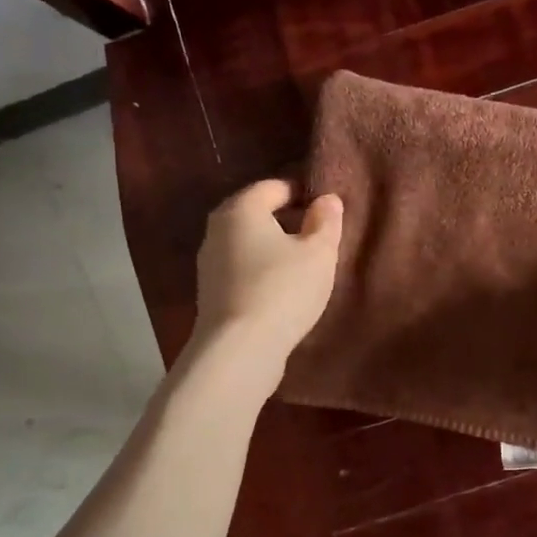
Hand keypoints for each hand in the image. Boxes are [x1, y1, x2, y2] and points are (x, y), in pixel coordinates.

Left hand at [193, 180, 341, 378]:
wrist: (240, 350)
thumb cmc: (283, 289)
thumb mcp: (318, 253)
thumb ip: (326, 222)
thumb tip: (327, 199)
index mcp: (242, 209)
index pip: (274, 186)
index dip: (303, 193)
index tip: (327, 210)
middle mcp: (217, 229)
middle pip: (257, 213)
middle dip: (287, 220)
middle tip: (318, 236)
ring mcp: (209, 263)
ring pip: (248, 243)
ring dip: (273, 248)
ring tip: (304, 265)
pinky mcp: (210, 293)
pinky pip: (242, 269)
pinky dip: (262, 271)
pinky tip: (283, 289)